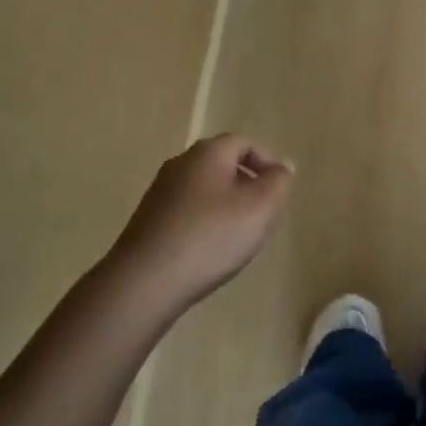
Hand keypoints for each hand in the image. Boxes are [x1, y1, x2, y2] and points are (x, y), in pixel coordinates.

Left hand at [108, 135, 292, 310]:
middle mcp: (180, 163)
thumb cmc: (210, 237)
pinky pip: (186, 211)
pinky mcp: (147, 220)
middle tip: (262, 214)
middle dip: (246, 185)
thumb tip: (282, 166)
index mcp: (208, 152)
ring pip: (204, 189)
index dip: (266, 162)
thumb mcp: (260, 208)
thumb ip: (278, 182)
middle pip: (222, 164)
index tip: (278, 191)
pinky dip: (203, 222)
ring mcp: (159, 192)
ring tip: (238, 236)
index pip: (244, 142)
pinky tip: (208, 251)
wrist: (144, 282)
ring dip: (225, 205)